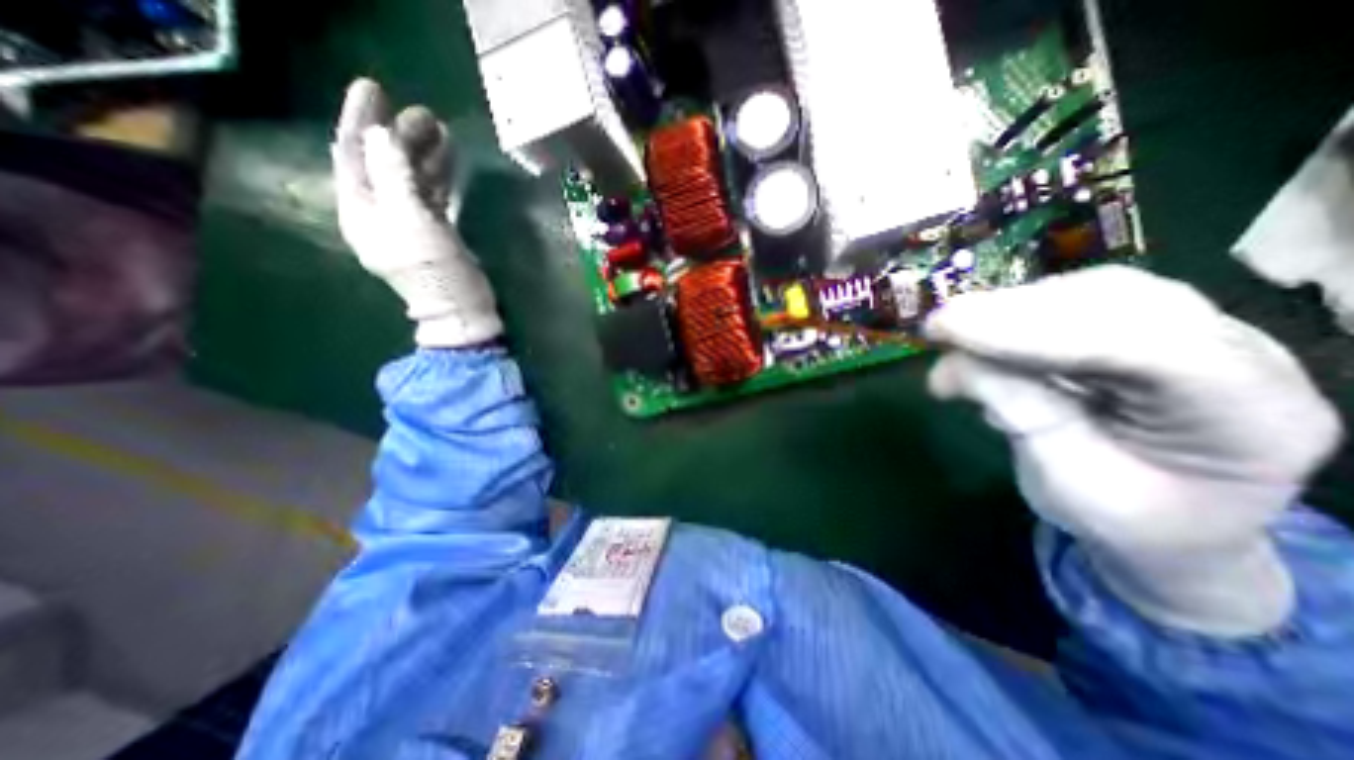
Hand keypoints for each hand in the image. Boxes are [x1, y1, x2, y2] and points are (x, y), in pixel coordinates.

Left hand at [334, 76, 500, 346]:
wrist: (461, 314)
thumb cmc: (437, 275)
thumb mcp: (415, 226)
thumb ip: (395, 178)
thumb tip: (380, 134)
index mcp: (362, 211)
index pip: (352, 155)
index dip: (358, 120)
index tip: (372, 87)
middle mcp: (378, 213)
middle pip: (380, 163)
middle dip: (397, 134)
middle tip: (424, 112)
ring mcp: (407, 224)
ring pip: (406, 177)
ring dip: (419, 152)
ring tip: (439, 128)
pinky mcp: (433, 233)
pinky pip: (428, 194)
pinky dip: (436, 175)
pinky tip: (448, 160)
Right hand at [926, 267, 1335, 635]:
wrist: (1168, 522)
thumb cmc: (1121, 517)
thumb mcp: (1064, 482)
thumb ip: (1020, 415)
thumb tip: (955, 363)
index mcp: (1250, 418)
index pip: (1144, 347)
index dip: (1034, 332)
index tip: (951, 329)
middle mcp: (1243, 356)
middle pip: (1121, 303)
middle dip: (1013, 312)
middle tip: (938, 326)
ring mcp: (1199, 332)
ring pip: (1096, 292)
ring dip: (1010, 309)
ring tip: (951, 333)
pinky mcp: (1150, 325)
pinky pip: (1079, 301)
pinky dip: (1017, 315)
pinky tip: (979, 336)